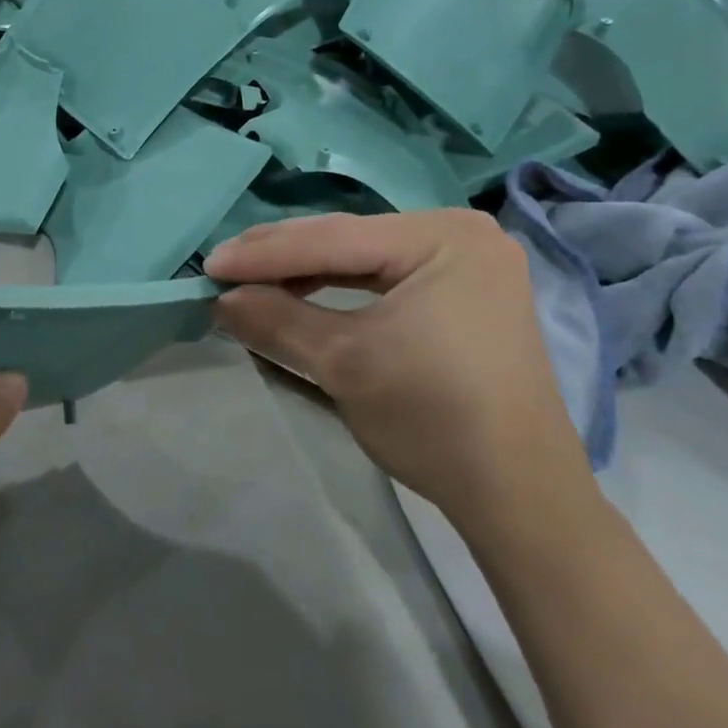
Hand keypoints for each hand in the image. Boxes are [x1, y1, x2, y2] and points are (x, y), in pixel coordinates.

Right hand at [204, 211, 591, 530]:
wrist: (519, 495)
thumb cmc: (434, 419)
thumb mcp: (343, 363)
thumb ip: (276, 319)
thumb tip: (220, 299)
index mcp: (443, 236)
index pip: (333, 238)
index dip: (264, 253)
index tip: (208, 265)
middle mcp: (460, 232)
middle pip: (348, 239)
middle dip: (282, 257)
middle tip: (222, 268)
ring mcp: (466, 261)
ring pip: (362, 256)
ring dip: (305, 270)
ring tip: (250, 280)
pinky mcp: (463, 291)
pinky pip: (385, 276)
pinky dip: (339, 286)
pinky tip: (300, 291)